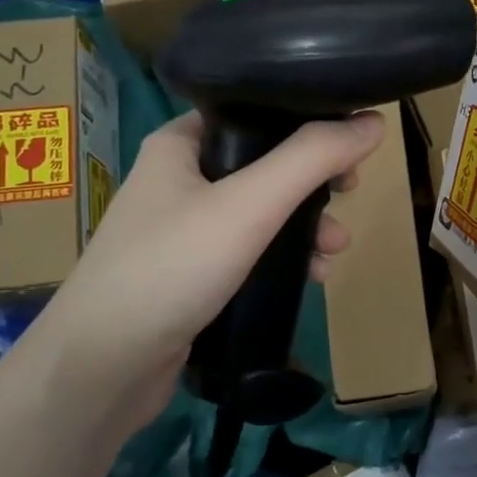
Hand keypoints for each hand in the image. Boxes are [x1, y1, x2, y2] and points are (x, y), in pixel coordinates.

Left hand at [36, 108, 386, 432]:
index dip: (306, 123)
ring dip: (304, 226)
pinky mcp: (190, 273)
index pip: (253, 111)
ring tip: (335, 250)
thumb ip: (312, 159)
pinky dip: (281, 257)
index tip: (349, 144)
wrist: (103, 365)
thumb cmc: (172, 267)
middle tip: (349, 194)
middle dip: (313, 184)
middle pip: (264, 164)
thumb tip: (374, 122)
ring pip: (260, 212)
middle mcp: (179, 179)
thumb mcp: (250, 205)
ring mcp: (182, 230)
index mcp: (180, 143)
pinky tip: (309, 277)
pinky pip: (248, 250)